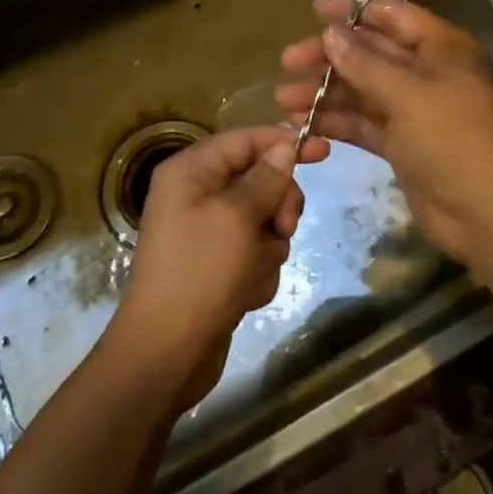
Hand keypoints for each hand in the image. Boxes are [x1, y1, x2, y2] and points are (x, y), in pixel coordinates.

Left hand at [108, 125, 327, 410]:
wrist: (166, 353)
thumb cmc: (200, 273)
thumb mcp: (238, 217)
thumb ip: (266, 178)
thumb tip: (284, 148)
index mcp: (191, 172)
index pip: (245, 140)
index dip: (284, 142)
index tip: (325, 150)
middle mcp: (196, 194)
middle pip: (259, 179)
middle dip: (277, 205)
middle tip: (284, 228)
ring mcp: (207, 232)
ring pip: (263, 219)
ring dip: (268, 245)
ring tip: (254, 270)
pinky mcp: (218, 264)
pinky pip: (255, 251)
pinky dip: (258, 269)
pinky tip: (246, 292)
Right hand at [276, 0, 492, 264]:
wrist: (482, 212)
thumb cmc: (451, 138)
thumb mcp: (407, 94)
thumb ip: (364, 62)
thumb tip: (330, 32)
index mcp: (441, 47)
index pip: (392, 16)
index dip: (353, 10)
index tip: (314, 8)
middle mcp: (427, 72)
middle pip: (370, 53)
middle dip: (329, 56)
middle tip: (287, 60)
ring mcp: (413, 109)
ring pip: (361, 90)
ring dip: (325, 92)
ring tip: (283, 99)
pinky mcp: (401, 142)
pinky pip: (363, 122)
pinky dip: (335, 122)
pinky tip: (302, 123)